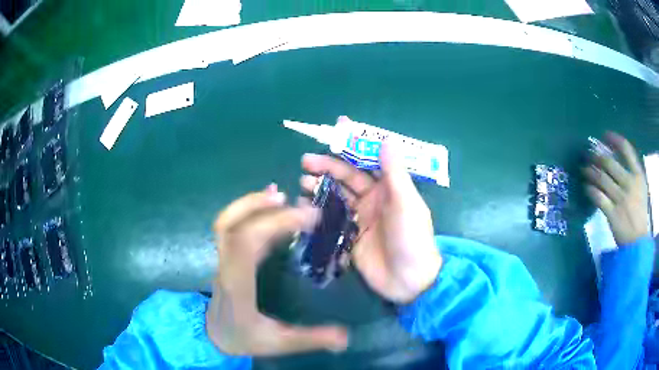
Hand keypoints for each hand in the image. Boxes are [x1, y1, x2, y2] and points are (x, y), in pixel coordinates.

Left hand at [206, 184, 347, 355]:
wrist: (213, 335)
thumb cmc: (242, 337)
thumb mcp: (278, 343)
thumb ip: (311, 338)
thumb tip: (347, 337)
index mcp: (237, 285)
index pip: (245, 245)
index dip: (275, 224)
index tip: (309, 218)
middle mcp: (225, 266)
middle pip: (230, 225)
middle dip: (262, 207)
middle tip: (296, 203)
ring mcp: (222, 259)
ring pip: (226, 222)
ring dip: (251, 203)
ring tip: (280, 195)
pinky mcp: (227, 256)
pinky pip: (232, 227)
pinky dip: (250, 212)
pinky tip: (269, 208)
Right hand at [301, 140, 441, 303]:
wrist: (408, 280)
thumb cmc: (412, 238)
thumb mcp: (406, 203)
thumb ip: (394, 174)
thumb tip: (387, 140)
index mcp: (389, 188)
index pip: (368, 160)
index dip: (353, 145)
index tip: (335, 129)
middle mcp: (373, 199)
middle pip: (347, 177)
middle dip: (327, 167)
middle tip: (306, 161)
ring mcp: (360, 218)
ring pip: (336, 196)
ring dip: (320, 187)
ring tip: (302, 182)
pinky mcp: (349, 236)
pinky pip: (331, 218)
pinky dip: (318, 210)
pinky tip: (304, 205)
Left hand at [583, 132, 649, 244]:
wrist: (637, 242)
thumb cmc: (639, 213)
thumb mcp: (641, 189)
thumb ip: (632, 173)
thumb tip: (615, 158)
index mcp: (638, 176)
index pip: (627, 149)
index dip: (615, 140)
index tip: (605, 136)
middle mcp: (629, 183)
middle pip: (610, 163)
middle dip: (597, 156)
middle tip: (588, 153)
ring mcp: (621, 199)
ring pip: (602, 178)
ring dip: (590, 171)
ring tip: (583, 168)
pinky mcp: (612, 213)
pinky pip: (598, 197)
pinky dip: (590, 189)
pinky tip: (585, 186)